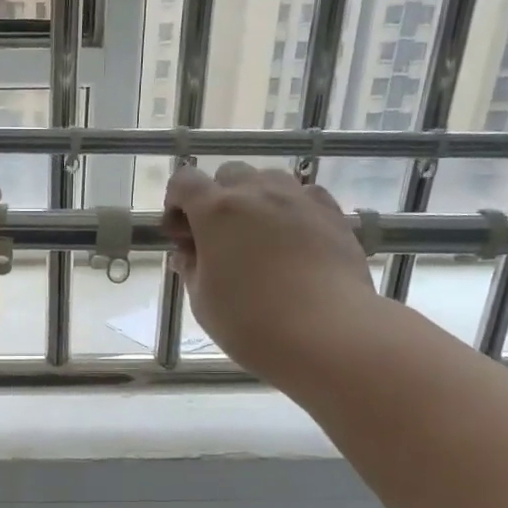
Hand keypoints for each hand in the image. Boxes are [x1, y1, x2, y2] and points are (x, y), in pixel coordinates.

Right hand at [161, 162, 377, 381]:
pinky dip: (290, 208)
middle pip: (228, 174)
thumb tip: (187, 253)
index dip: (175, 202)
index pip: (184, 181)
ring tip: (257, 236)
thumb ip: (191, 268)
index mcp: (216, 211)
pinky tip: (293, 239)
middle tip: (217, 238)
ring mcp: (298, 199)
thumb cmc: (251, 322)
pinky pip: (304, 195)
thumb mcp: (203, 301)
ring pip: (269, 179)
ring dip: (254, 198)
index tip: (179, 233)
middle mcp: (257, 193)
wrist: (327, 333)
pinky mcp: (332, 213)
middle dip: (216, 198)